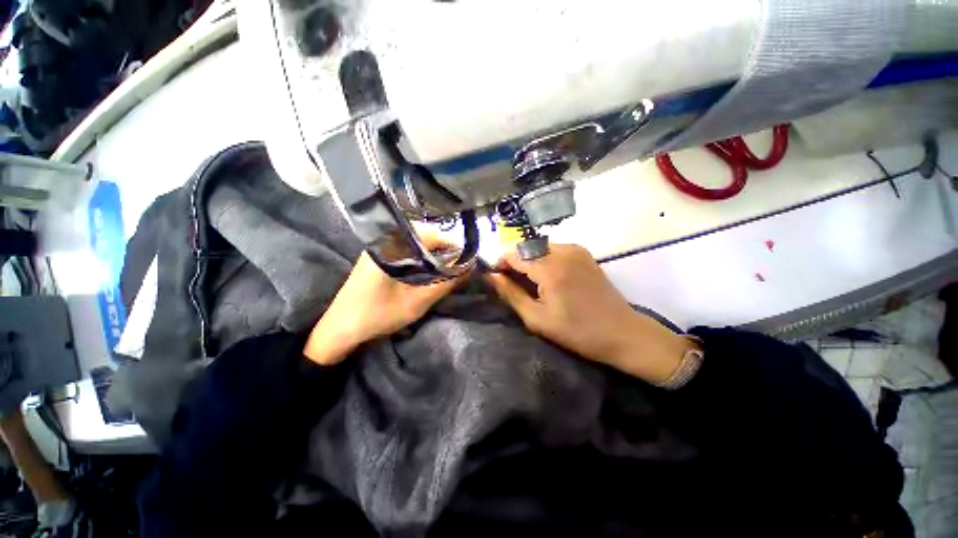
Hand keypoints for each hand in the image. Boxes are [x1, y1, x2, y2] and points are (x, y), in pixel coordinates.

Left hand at [304, 249, 464, 365]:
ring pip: (415, 244)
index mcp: (390, 247)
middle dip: (444, 249)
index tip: (467, 258)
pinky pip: (406, 251)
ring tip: (448, 268)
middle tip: (459, 265)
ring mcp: (379, 249)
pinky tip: (429, 271)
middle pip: (423, 236)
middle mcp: (384, 241)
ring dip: (433, 254)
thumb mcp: (416, 302)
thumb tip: (469, 269)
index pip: (429, 235)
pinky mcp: (378, 258)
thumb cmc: (377, 316)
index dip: (451, 244)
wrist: (339, 330)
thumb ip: (445, 284)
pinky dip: (422, 259)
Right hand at [484, 244, 695, 384]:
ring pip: (539, 247)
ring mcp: (576, 250)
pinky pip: (554, 249)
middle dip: (514, 262)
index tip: (496, 279)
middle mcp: (562, 251)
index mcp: (549, 268)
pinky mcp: (584, 253)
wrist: (622, 333)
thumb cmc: (577, 331)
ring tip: (530, 283)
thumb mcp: (536, 318)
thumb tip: (491, 276)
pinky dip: (544, 259)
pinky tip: (548, 278)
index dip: (500, 264)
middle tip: (513, 284)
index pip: (513, 254)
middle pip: (525, 248)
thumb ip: (510, 294)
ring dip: (529, 261)